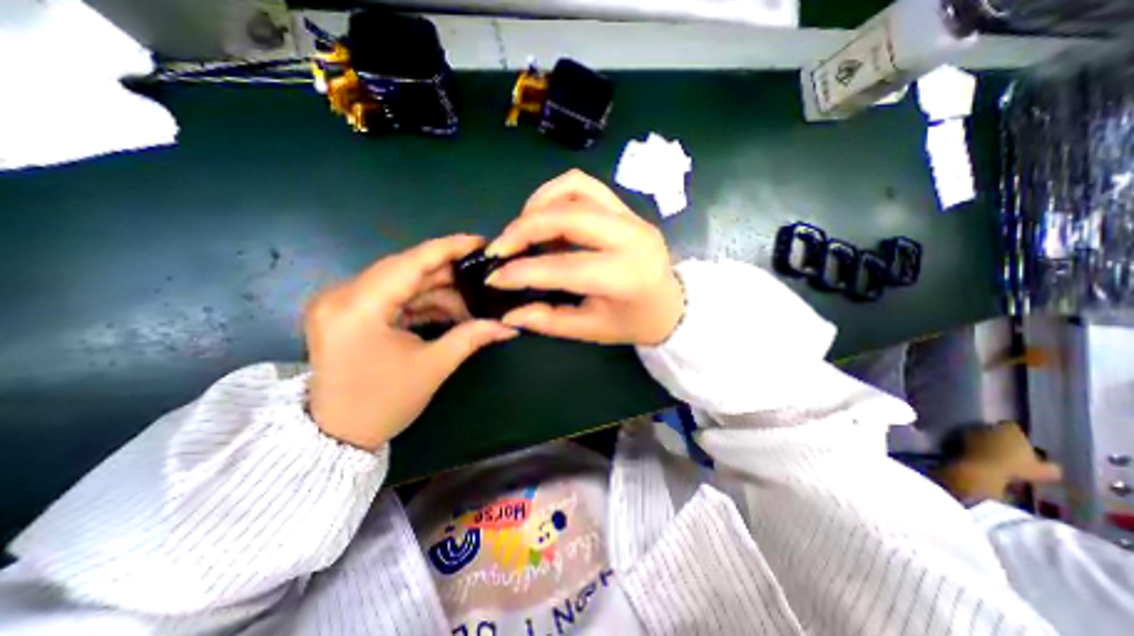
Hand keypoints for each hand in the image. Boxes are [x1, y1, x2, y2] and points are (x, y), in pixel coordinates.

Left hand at [300, 234, 514, 451]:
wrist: (336, 436)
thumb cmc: (383, 404)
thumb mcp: (433, 367)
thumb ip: (472, 337)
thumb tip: (509, 326)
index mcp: (357, 308)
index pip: (410, 263)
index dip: (448, 248)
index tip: (480, 241)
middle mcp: (342, 296)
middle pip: (406, 269)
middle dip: (449, 273)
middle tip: (483, 275)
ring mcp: (343, 303)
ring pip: (403, 282)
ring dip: (439, 291)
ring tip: (472, 303)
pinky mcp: (349, 312)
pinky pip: (394, 297)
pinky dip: (424, 302)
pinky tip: (451, 311)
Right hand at [485, 170, 680, 345]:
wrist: (671, 304)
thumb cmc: (633, 322)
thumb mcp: (591, 329)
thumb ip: (549, 320)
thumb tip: (508, 313)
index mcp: (626, 276)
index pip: (564, 267)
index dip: (523, 272)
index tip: (494, 277)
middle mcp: (631, 237)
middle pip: (568, 215)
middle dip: (523, 228)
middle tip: (500, 248)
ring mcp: (631, 217)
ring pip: (575, 188)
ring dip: (539, 204)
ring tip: (522, 230)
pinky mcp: (626, 209)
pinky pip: (585, 186)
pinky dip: (556, 194)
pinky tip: (544, 216)